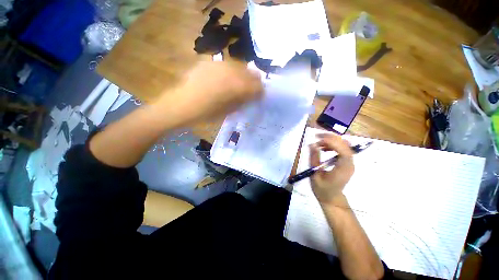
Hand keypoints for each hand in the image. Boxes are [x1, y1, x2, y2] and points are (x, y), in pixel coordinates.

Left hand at [162, 61, 262, 123]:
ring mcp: (220, 65)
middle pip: (251, 73)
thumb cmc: (206, 113)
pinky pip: (227, 65)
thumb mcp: (229, 111)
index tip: (260, 97)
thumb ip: (243, 101)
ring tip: (239, 86)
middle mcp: (231, 72)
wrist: (180, 105)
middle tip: (251, 91)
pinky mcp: (210, 63)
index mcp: (237, 87)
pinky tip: (226, 80)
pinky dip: (232, 73)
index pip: (257, 86)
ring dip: (244, 77)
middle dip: (254, 83)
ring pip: (240, 67)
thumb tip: (252, 96)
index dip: (261, 92)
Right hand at [310, 133, 354, 205]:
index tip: (318, 139)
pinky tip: (324, 148)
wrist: (331, 198)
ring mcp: (349, 163)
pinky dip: (333, 145)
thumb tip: (312, 145)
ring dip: (332, 140)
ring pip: (344, 145)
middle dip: (331, 138)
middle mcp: (350, 164)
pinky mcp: (346, 162)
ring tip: (318, 142)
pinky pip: (342, 149)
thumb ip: (314, 159)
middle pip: (345, 145)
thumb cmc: (322, 189)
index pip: (343, 151)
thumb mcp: (315, 175)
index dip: (332, 142)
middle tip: (317, 136)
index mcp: (343, 169)